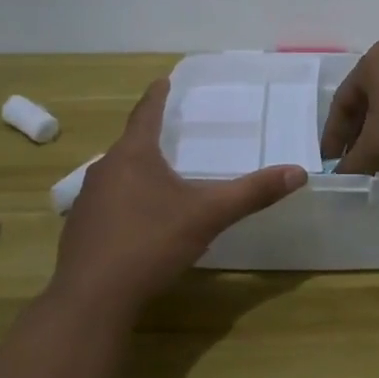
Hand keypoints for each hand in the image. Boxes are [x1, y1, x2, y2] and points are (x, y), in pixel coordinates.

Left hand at [52, 79, 308, 312]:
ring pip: (117, 175)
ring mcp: (87, 200)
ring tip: (160, 175)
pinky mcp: (80, 229)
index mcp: (133, 155)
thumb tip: (297, 172)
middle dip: (150, 137)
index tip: (163, 80)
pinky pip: (108, 203)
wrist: (93, 297)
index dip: (158, 96)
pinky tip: (140, 220)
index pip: (146, 113)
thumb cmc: (151, 243)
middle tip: (171, 131)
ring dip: (138, 171)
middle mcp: (104, 170)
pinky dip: (126, 201)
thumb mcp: (208, 215)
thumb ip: (252, 193)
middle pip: (130, 144)